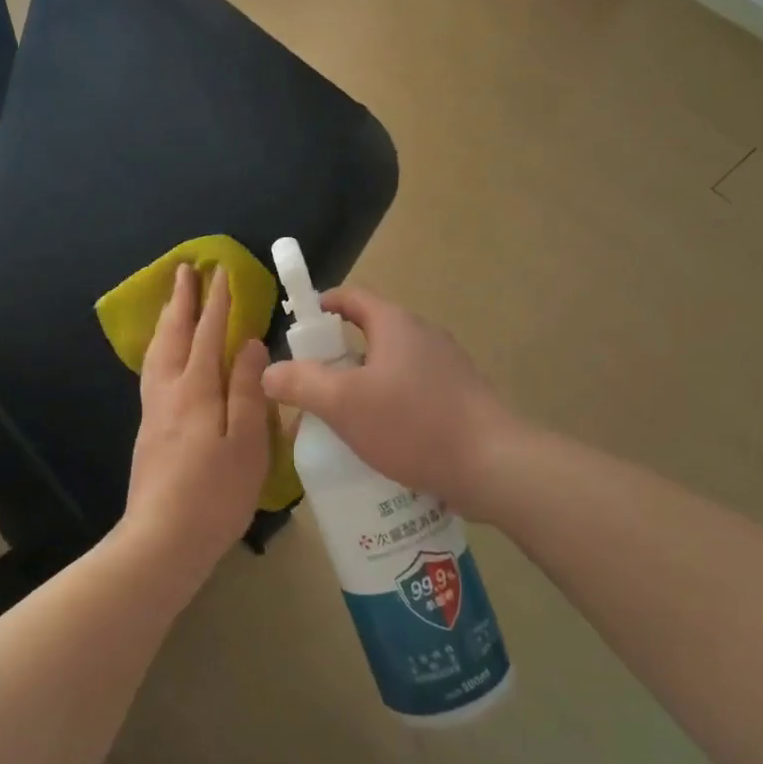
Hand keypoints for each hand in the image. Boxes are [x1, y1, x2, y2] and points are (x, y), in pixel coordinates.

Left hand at [121, 264, 270, 577]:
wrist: (162, 541)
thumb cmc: (215, 495)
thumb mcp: (246, 443)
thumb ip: (247, 389)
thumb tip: (249, 343)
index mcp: (197, 390)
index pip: (208, 334)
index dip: (217, 302)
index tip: (221, 272)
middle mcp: (169, 392)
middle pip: (173, 335)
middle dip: (182, 300)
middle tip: (184, 270)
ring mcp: (154, 411)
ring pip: (157, 352)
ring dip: (167, 320)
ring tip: (172, 302)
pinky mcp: (148, 430)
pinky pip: (152, 370)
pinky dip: (159, 347)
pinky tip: (164, 356)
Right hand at [261, 286, 514, 510]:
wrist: (494, 465)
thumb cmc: (413, 424)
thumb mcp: (344, 404)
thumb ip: (301, 384)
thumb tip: (268, 371)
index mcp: (395, 324)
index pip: (350, 298)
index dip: (320, 306)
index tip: (297, 329)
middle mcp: (423, 336)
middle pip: (369, 334)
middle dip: (336, 357)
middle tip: (310, 386)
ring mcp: (446, 367)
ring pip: (390, 368)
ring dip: (362, 386)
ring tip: (339, 420)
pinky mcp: (459, 398)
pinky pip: (412, 393)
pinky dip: (389, 407)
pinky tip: (379, 442)